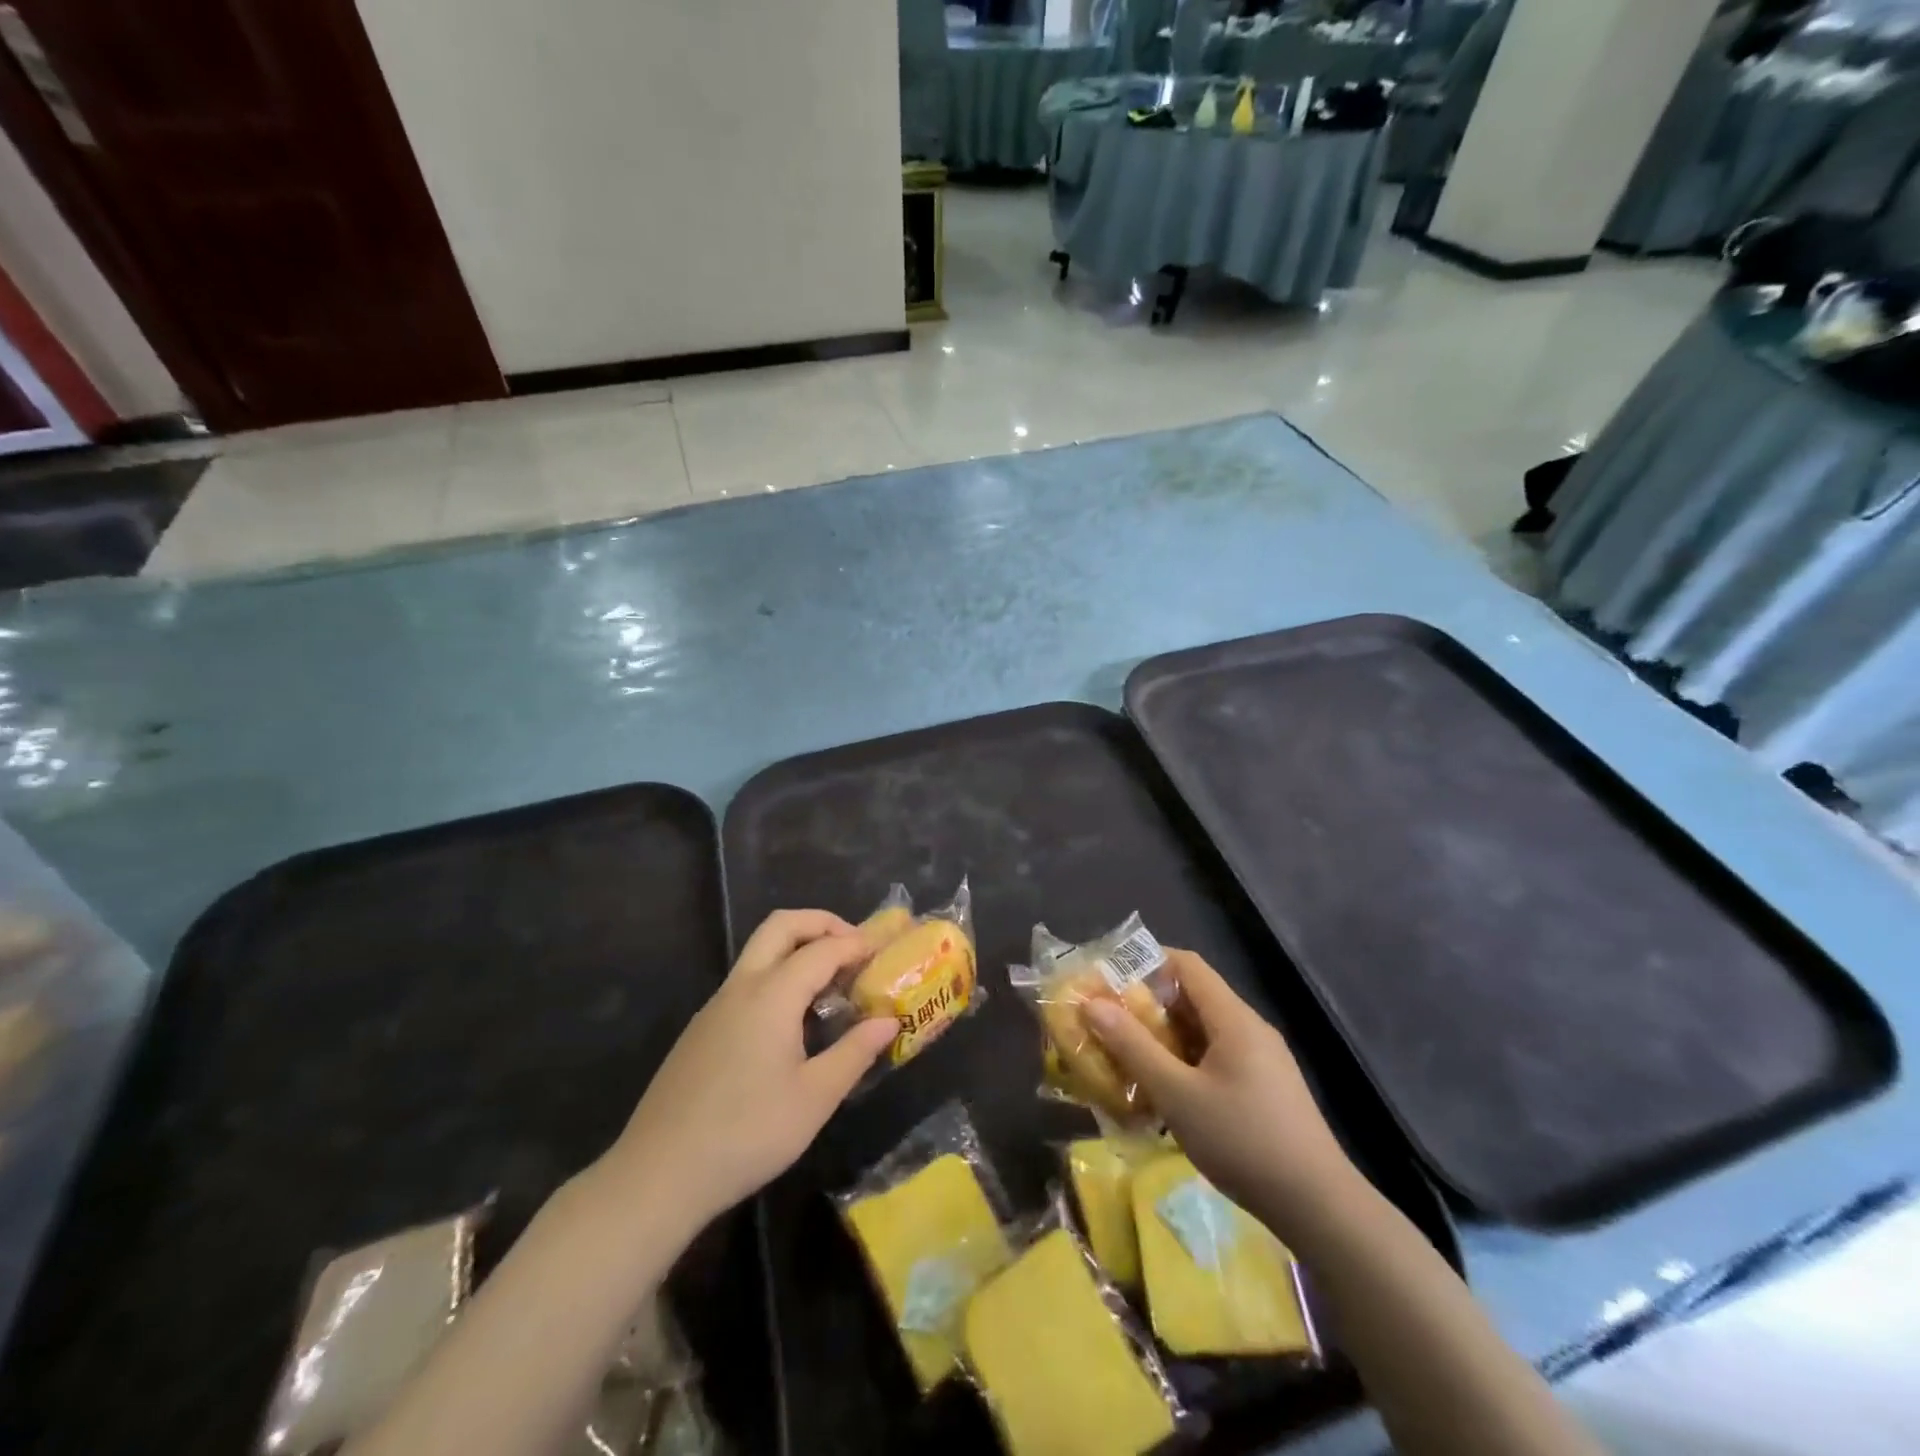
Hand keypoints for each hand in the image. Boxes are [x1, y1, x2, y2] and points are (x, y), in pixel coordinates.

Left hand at [600, 910, 896, 1231]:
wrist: (658, 1174)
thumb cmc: (747, 1133)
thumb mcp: (814, 1098)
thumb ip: (855, 1052)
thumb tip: (889, 1020)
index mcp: (772, 995)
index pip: (823, 949)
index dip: (858, 944)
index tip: (887, 948)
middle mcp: (742, 986)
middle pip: (781, 926)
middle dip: (821, 923)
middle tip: (854, 946)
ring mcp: (716, 1005)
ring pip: (759, 951)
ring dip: (798, 948)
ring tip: (832, 983)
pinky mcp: (702, 1029)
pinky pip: (746, 981)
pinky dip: (778, 975)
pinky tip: (793, 1021)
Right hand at [1084, 949, 1361, 1234]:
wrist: (1319, 1207)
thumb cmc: (1243, 1141)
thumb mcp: (1177, 1095)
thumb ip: (1133, 1047)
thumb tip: (1092, 1003)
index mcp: (1233, 1018)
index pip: (1186, 964)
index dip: (1145, 962)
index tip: (1108, 980)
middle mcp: (1249, 1028)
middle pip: (1192, 997)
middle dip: (1147, 1006)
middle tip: (1108, 1023)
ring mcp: (1261, 1060)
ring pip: (1203, 1031)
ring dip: (1164, 1038)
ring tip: (1126, 1058)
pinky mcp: (1265, 1088)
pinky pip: (1216, 1058)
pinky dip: (1185, 1063)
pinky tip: (1165, 1094)